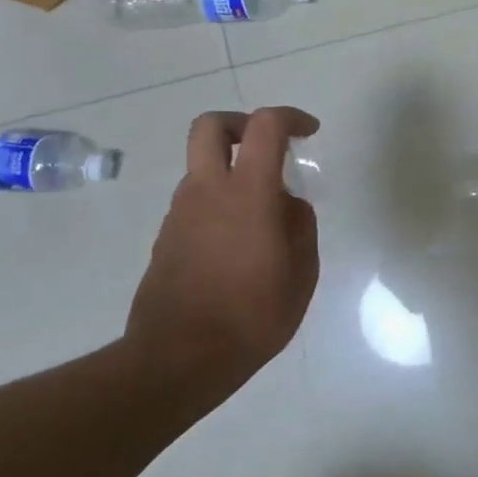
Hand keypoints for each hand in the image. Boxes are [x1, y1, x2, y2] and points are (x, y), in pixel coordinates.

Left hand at [123, 107, 320, 410]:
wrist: (179, 358)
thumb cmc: (252, 316)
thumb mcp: (301, 273)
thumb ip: (301, 226)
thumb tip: (289, 205)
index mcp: (247, 194)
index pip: (265, 127)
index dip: (291, 118)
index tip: (310, 133)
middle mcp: (206, 192)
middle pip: (211, 126)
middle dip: (241, 124)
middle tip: (268, 146)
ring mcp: (180, 214)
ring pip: (203, 167)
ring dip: (232, 171)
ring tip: (264, 215)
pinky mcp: (166, 238)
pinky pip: (196, 201)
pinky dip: (219, 203)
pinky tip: (240, 244)